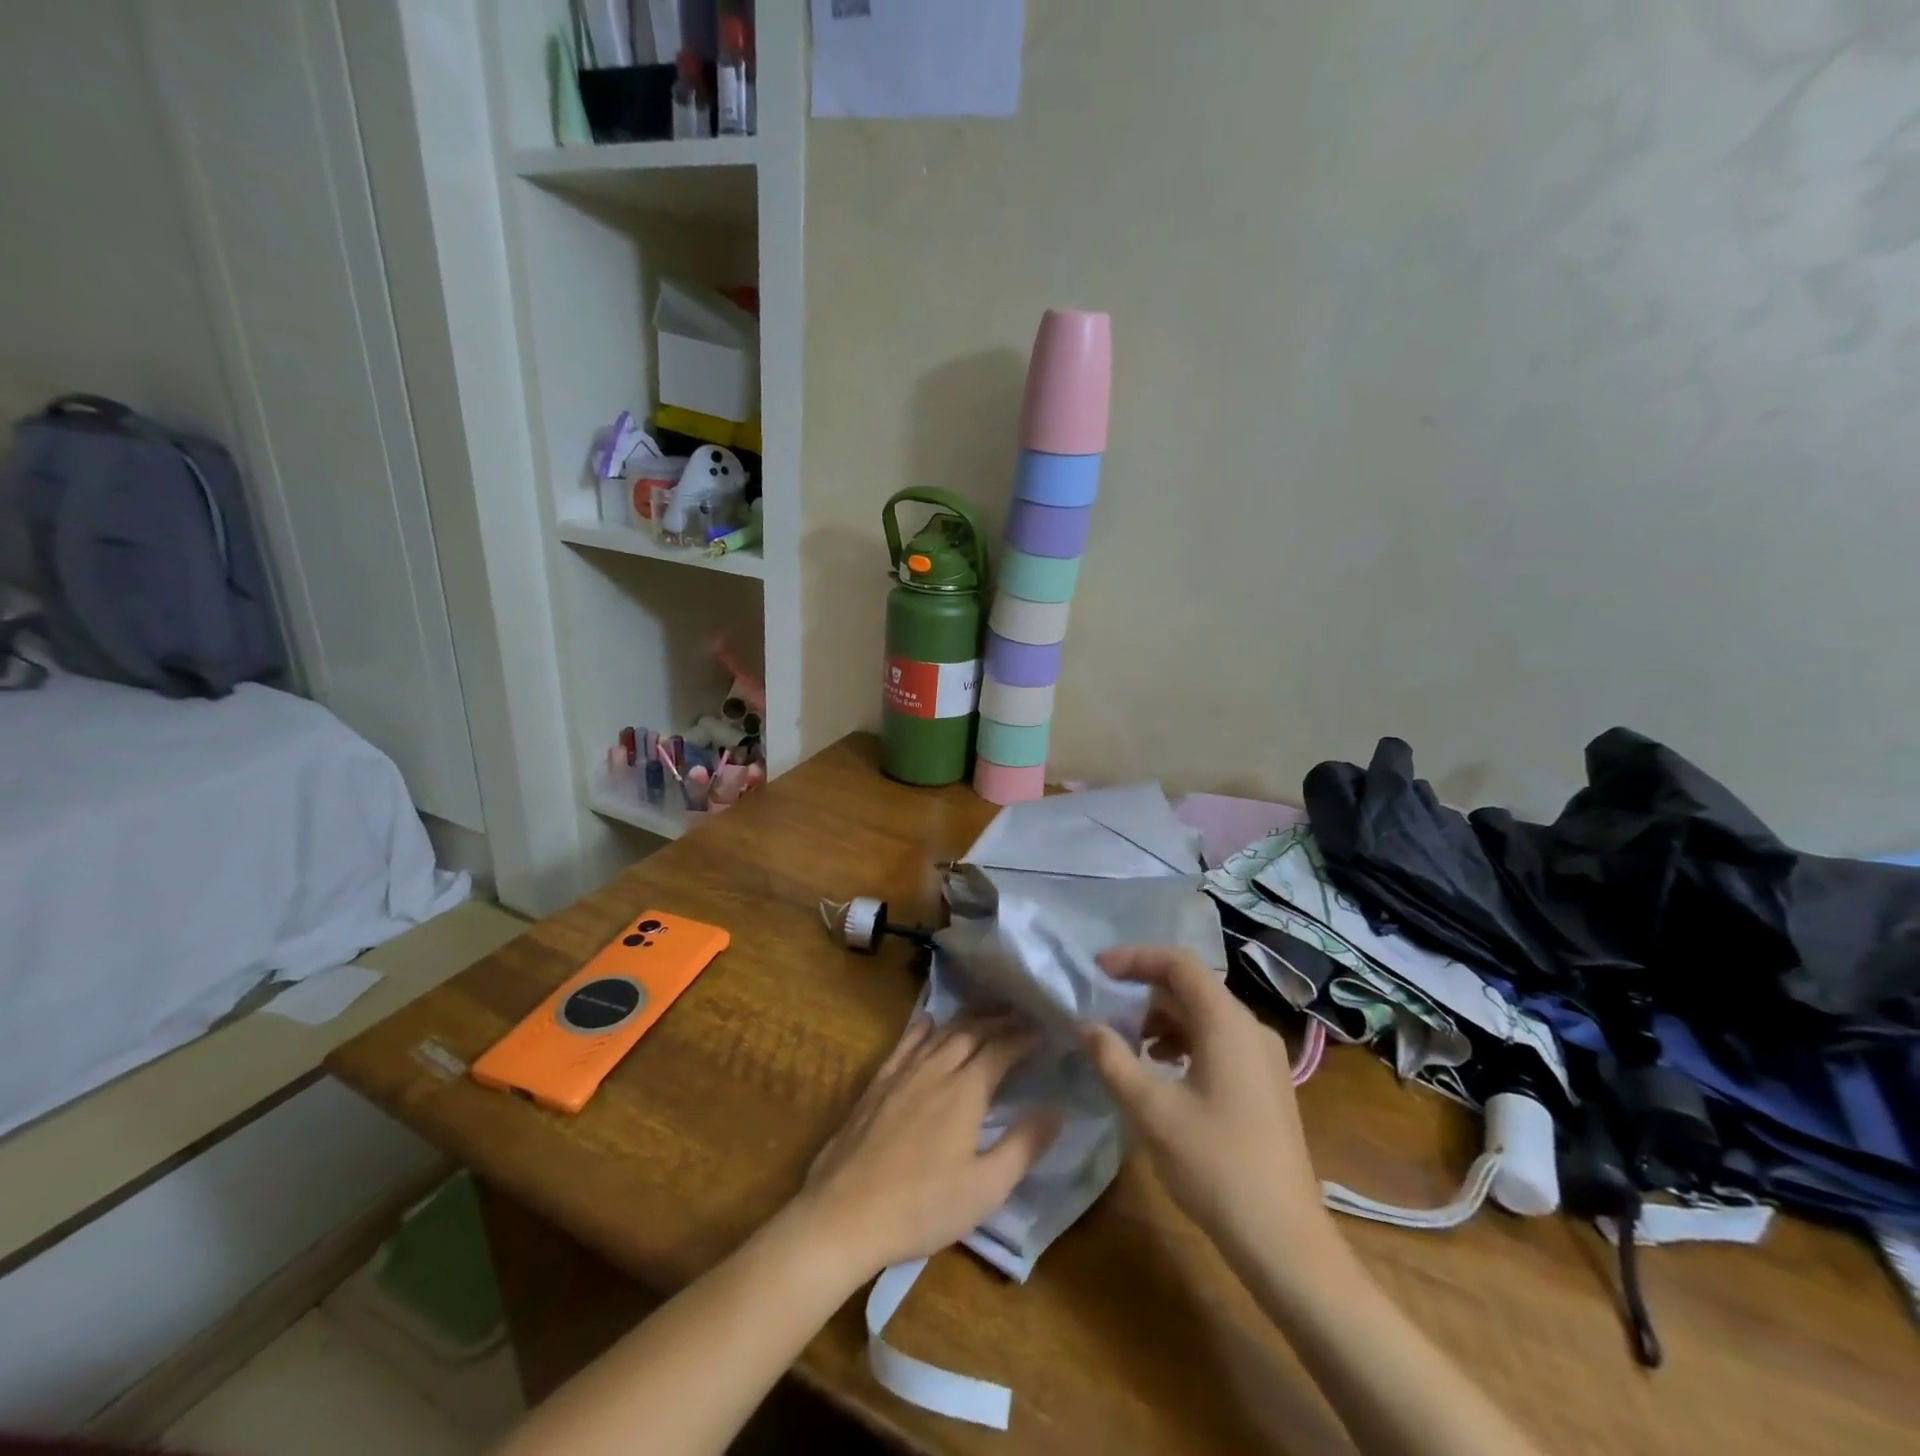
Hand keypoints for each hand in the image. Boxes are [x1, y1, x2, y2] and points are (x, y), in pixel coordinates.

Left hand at [798, 1013, 1059, 1278]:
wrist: (845, 1213)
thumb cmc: (922, 1206)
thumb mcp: (985, 1188)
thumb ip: (1024, 1146)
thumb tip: (1056, 1110)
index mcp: (966, 1090)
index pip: (1002, 1048)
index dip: (1024, 1036)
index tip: (1044, 1030)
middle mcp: (936, 1069)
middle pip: (972, 1031)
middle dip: (1000, 1019)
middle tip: (1021, 1014)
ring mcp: (903, 1072)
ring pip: (941, 1032)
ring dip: (967, 1019)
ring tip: (986, 1013)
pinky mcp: (877, 1083)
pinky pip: (905, 1043)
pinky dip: (923, 1028)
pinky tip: (928, 1022)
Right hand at [1080, 947, 1330, 1257]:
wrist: (1284, 1240)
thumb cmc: (1215, 1167)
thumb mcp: (1151, 1111)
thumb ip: (1113, 1059)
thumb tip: (1087, 1025)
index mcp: (1228, 1024)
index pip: (1179, 964)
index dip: (1136, 958)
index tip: (1098, 970)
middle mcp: (1251, 1029)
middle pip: (1192, 987)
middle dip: (1145, 992)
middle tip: (1106, 1011)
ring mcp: (1264, 1057)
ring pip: (1205, 1015)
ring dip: (1163, 1020)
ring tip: (1131, 1046)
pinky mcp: (1267, 1083)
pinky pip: (1219, 1040)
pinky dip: (1185, 1042)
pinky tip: (1164, 1072)